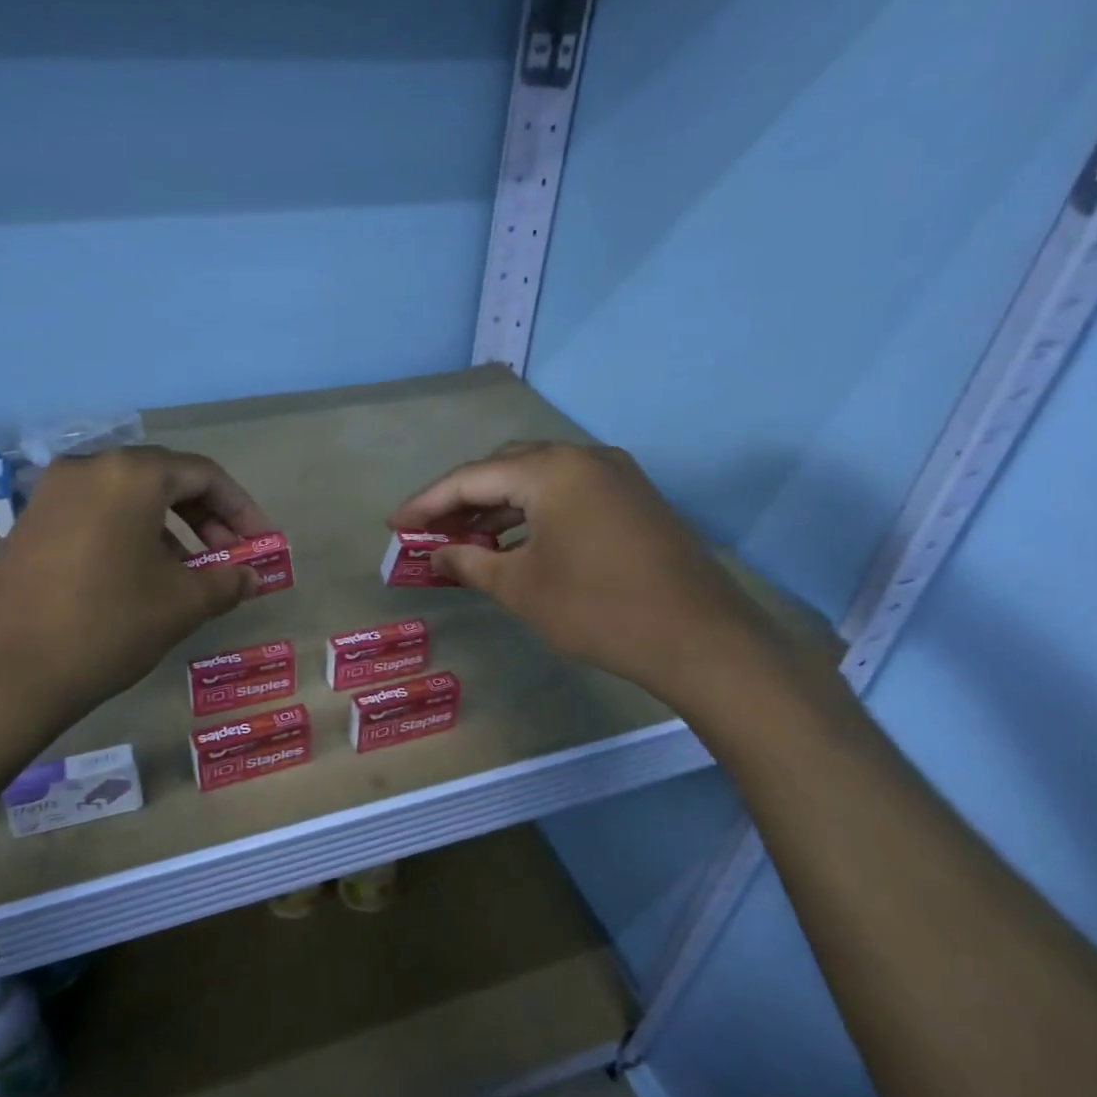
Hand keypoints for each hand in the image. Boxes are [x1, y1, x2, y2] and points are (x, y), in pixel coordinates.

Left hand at [0, 446, 271, 730]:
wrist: (0, 673)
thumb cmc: (107, 625)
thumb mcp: (181, 604)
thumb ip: (227, 581)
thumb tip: (252, 576)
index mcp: (131, 474)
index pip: (204, 475)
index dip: (242, 509)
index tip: (263, 544)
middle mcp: (90, 468)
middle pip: (165, 480)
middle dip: (208, 518)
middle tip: (231, 558)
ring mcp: (53, 494)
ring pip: (129, 498)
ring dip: (171, 529)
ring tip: (191, 574)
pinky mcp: (31, 523)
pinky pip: (97, 515)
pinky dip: (132, 535)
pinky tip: (142, 577)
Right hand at [389, 441, 780, 711]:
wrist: (701, 639)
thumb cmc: (599, 610)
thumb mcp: (521, 588)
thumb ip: (469, 562)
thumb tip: (435, 554)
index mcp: (551, 470)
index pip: (470, 477)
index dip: (427, 502)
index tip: (395, 524)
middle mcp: (582, 457)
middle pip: (503, 468)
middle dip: (461, 499)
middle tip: (428, 530)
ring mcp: (613, 474)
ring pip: (536, 479)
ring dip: (496, 506)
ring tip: (463, 538)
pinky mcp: (631, 497)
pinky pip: (565, 493)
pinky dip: (531, 512)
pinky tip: (513, 541)